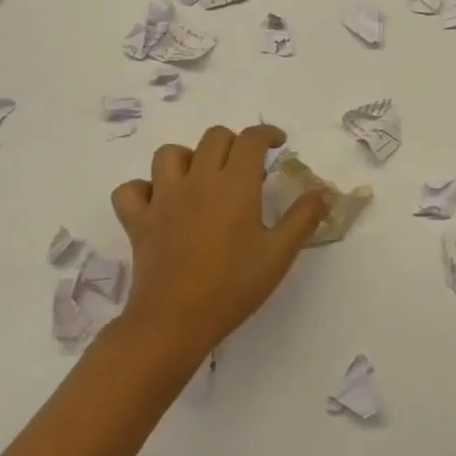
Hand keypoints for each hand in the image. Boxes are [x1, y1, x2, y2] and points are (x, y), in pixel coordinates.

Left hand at [110, 124, 328, 366]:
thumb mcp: (279, 254)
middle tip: (245, 166)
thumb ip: (303, 218)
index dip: (266, 133)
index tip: (277, 143)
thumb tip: (324, 192)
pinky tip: (158, 204)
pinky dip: (143, 190)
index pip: (250, 139)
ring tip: (201, 178)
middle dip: (233, 143)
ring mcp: (163, 198)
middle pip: (214, 137)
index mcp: (235, 184)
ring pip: (169, 154)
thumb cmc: (232, 286)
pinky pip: (130, 190)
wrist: (174, 321)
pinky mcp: (137, 220)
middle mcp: (198, 180)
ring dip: (188, 158)